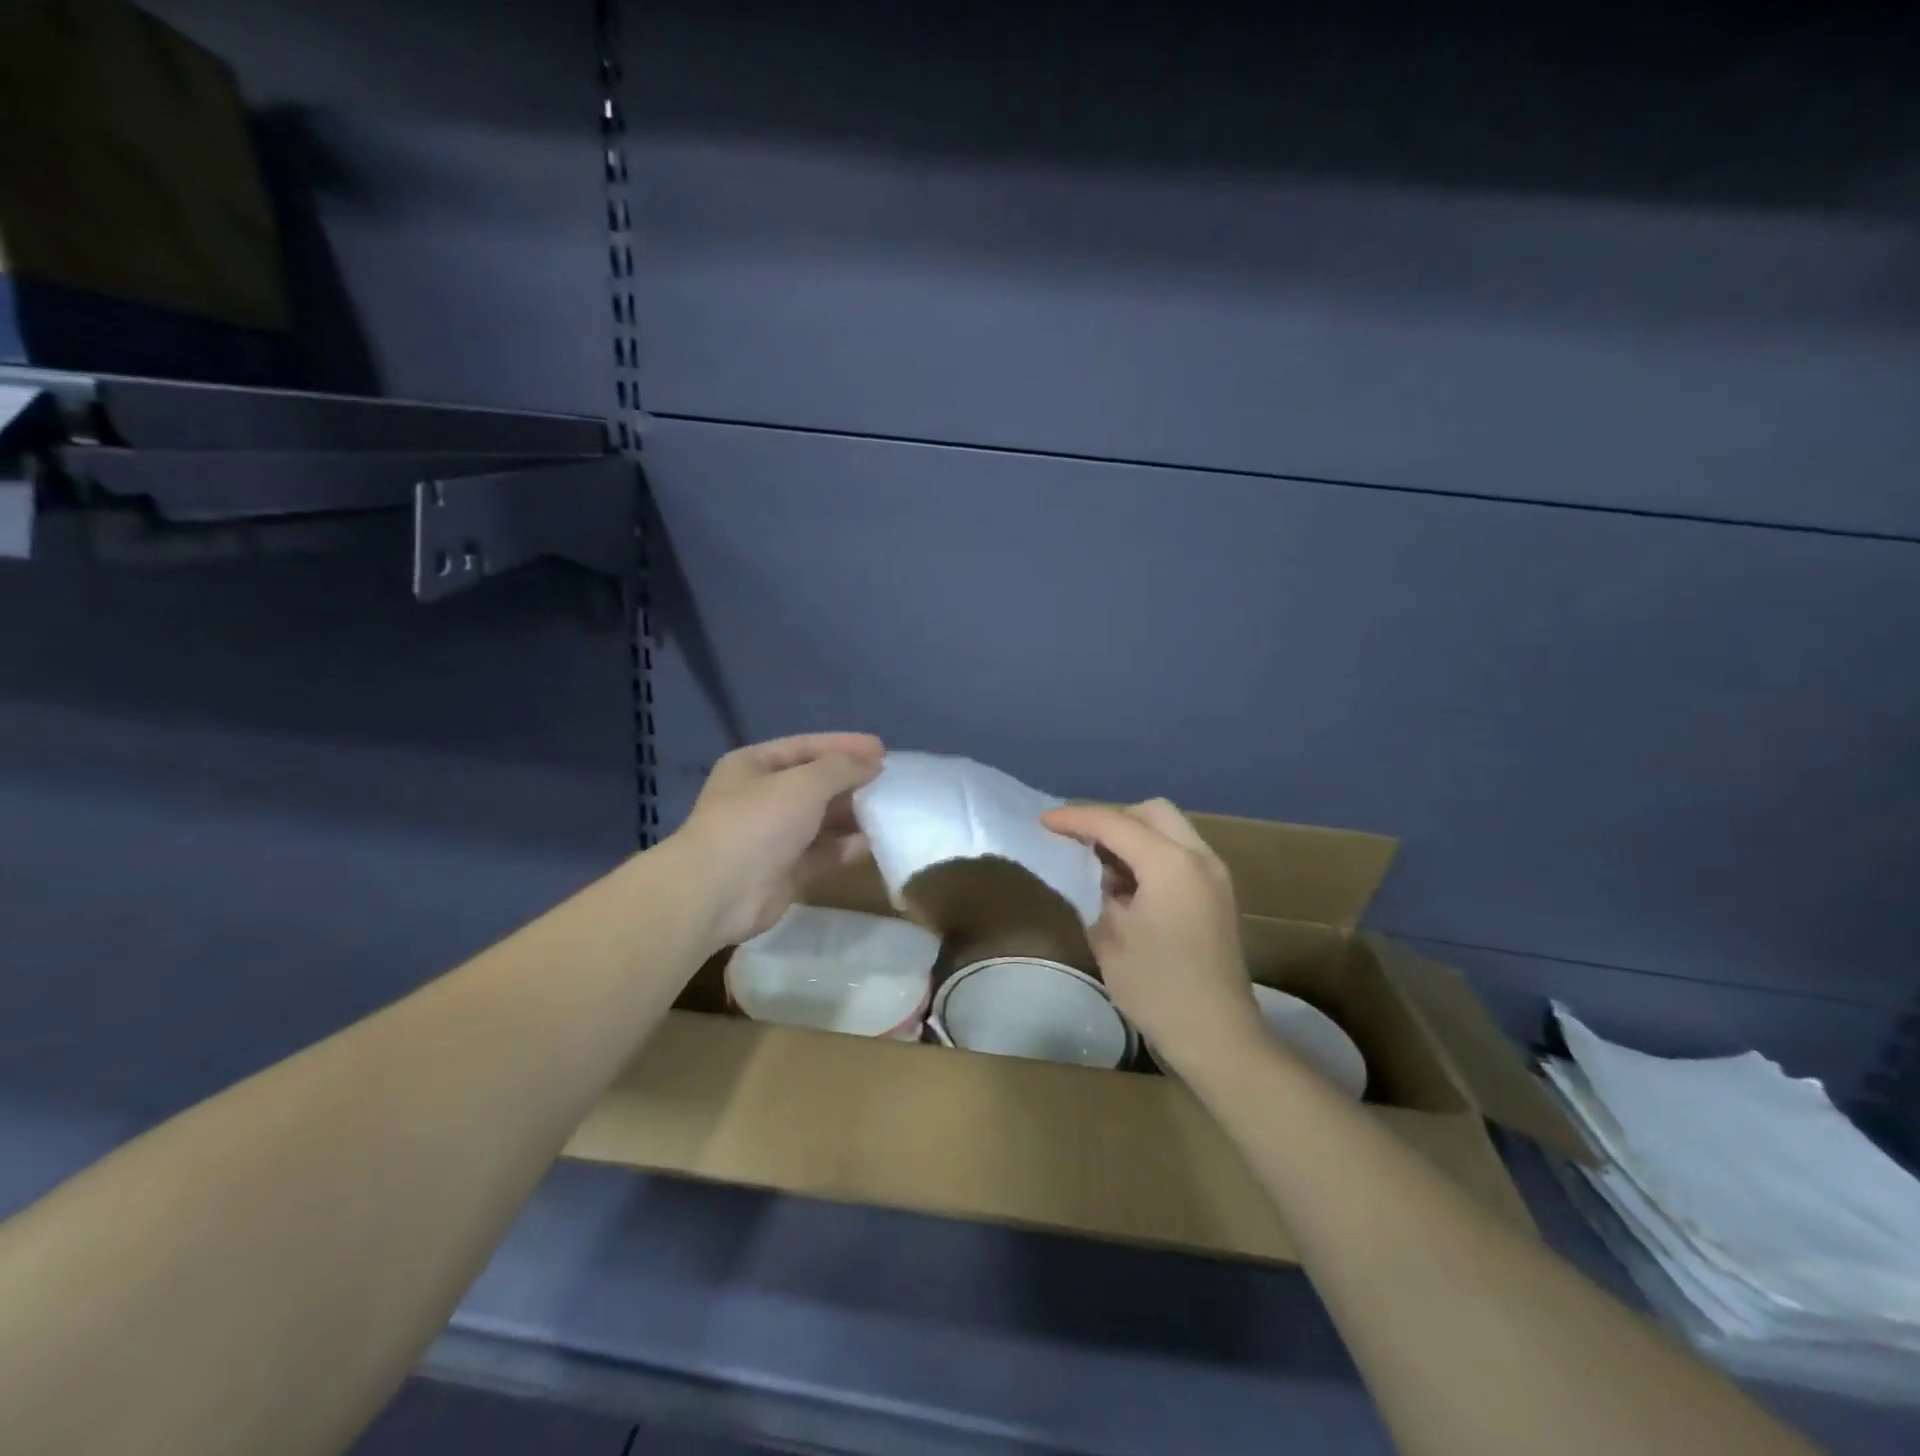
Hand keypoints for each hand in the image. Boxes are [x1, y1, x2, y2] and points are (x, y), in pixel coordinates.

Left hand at [671, 733, 885, 947]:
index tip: (882, 749)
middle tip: (891, 781)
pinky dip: (846, 847)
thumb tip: (873, 762)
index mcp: (754, 765)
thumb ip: (842, 768)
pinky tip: (875, 842)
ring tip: (890, 810)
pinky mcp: (785, 870)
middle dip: (851, 781)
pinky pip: (823, 852)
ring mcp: (773, 835)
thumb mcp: (804, 783)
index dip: (844, 745)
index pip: (806, 747)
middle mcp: (761, 797)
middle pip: (815, 783)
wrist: (718, 892)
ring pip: (821, 819)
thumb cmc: (758, 822)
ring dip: (853, 815)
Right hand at [1041, 799, 1264, 1076]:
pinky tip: (1129, 884)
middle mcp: (1199, 857)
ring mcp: (1215, 874)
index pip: (1115, 824)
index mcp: (1170, 864)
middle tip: (1079, 841)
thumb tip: (1102, 877)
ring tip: (1101, 864)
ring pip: (1170, 830)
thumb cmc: (1157, 989)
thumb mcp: (1110, 938)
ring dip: (1134, 836)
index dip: (1076, 818)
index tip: (1044, 821)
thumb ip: (1100, 893)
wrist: (1218, 1036)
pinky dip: (1152, 854)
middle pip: (1151, 812)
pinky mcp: (1219, 893)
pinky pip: (1181, 853)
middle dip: (1112, 819)